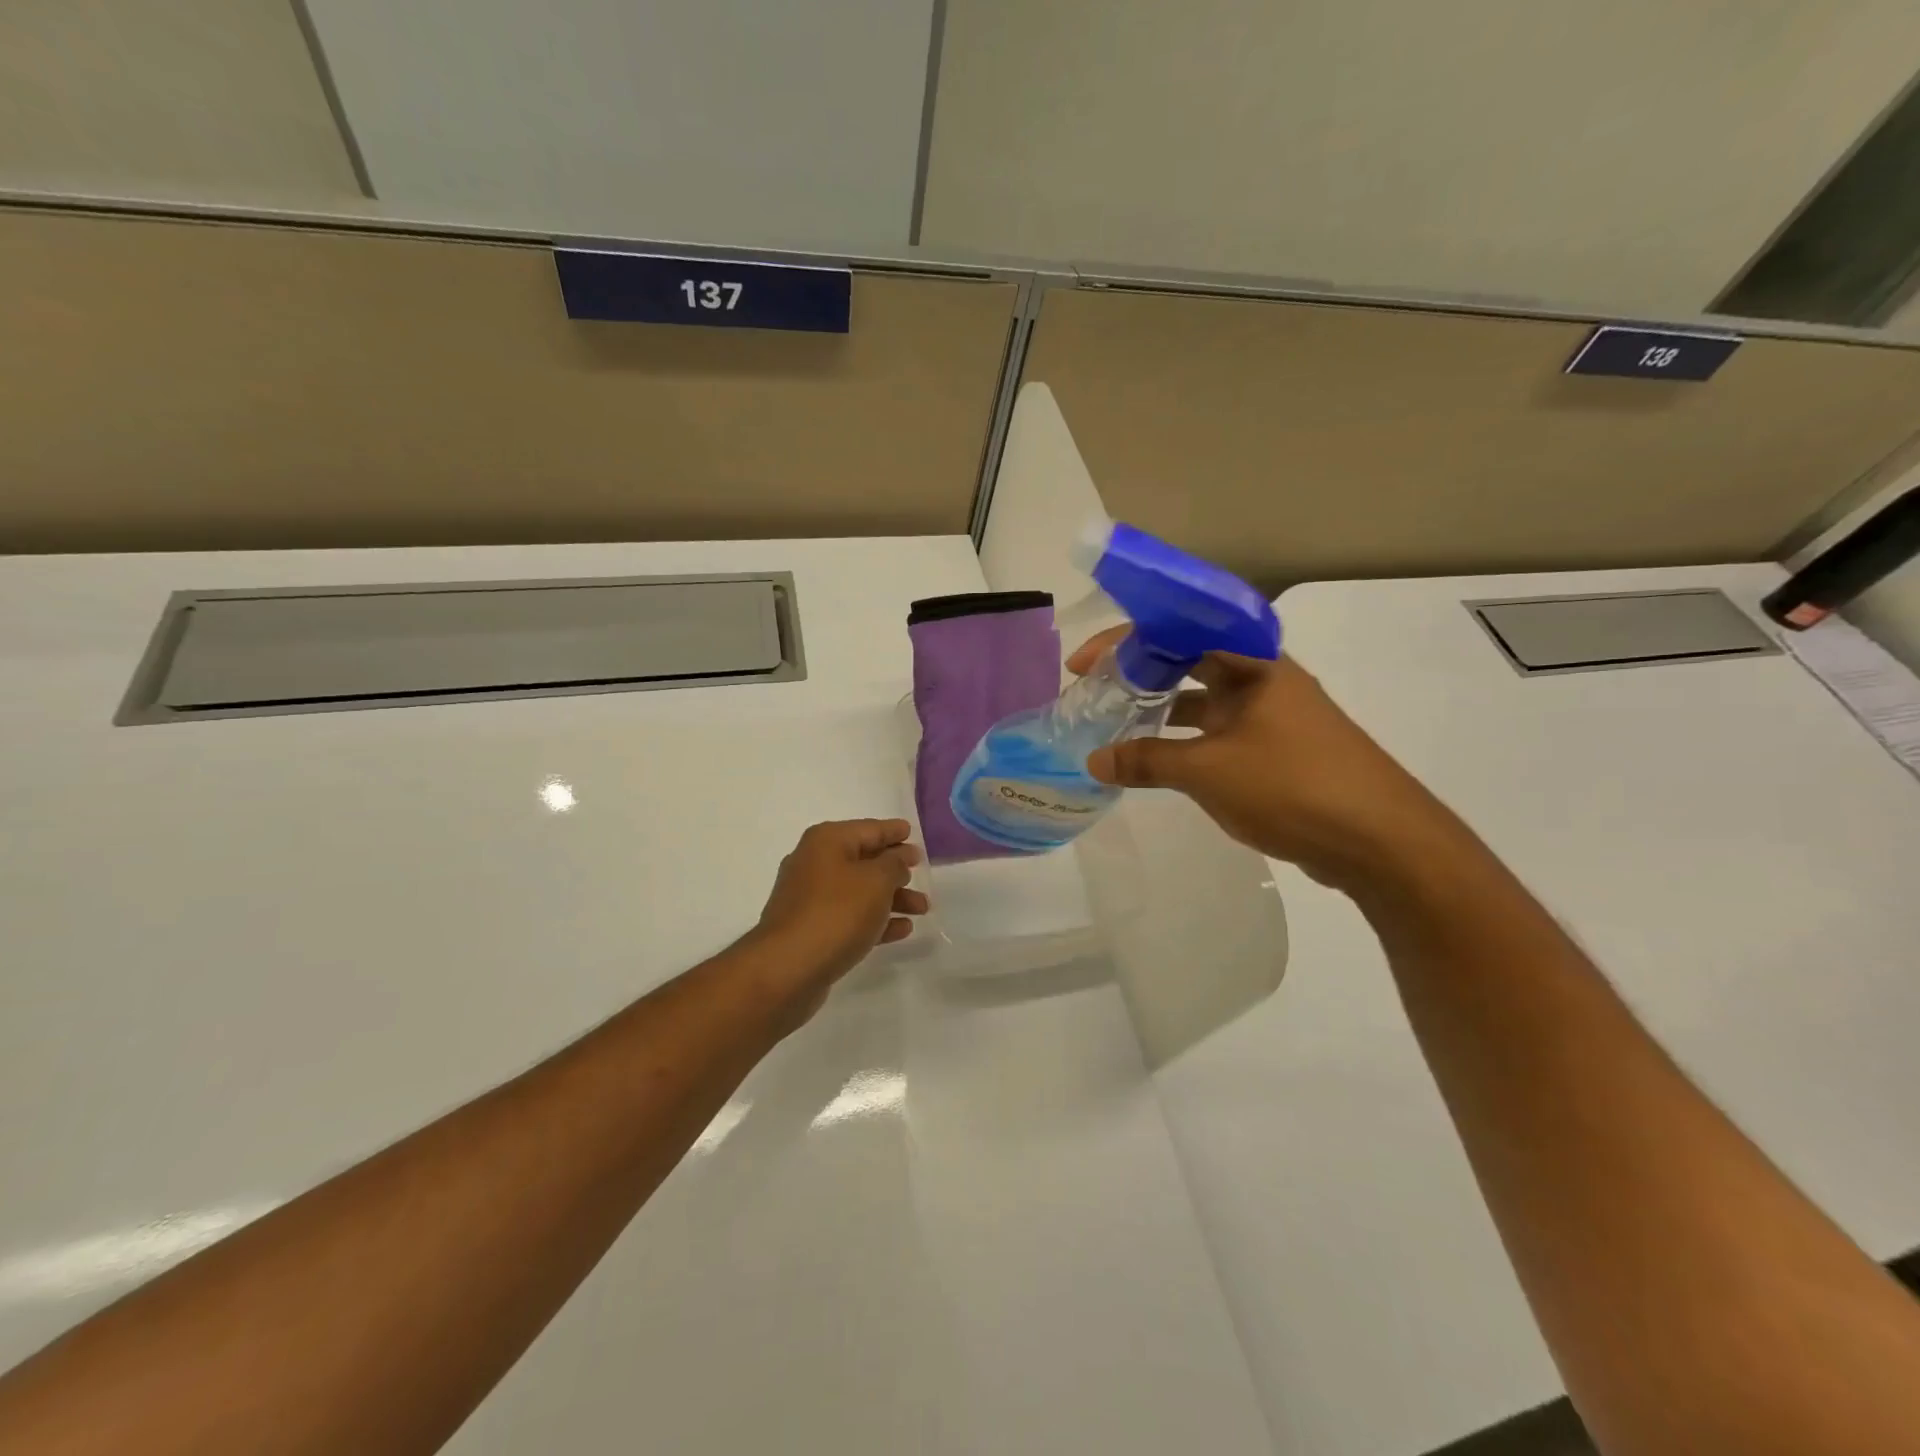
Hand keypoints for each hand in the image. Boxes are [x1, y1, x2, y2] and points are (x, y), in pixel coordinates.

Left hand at [747, 819, 926, 1003]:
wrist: (787, 968)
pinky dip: (875, 920)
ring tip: (923, 909)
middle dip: (895, 869)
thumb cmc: (837, 913)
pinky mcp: (811, 929)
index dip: (893, 832)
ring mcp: (810, 898)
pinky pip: (850, 917)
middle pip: (864, 860)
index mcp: (827, 841)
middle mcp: (814, 863)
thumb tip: (898, 859)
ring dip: (891, 898)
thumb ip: (894, 864)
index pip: (869, 829)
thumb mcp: (876, 881)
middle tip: (922, 873)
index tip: (913, 834)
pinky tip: (902, 929)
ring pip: (859, 891)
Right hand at [1067, 628, 1461, 890]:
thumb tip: (1094, 761)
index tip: (1082, 665)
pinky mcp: (1277, 751)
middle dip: (1138, 672)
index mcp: (1253, 664)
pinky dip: (1183, 739)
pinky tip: (1155, 758)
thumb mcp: (1209, 772)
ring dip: (1159, 708)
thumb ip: (1147, 761)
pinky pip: (1217, 731)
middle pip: (1187, 660)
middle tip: (1093, 691)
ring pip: (1202, 698)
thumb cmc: (1293, 786)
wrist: (1382, 842)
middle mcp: (1263, 680)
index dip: (1124, 643)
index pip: (1177, 631)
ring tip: (1113, 722)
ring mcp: (1272, 716)